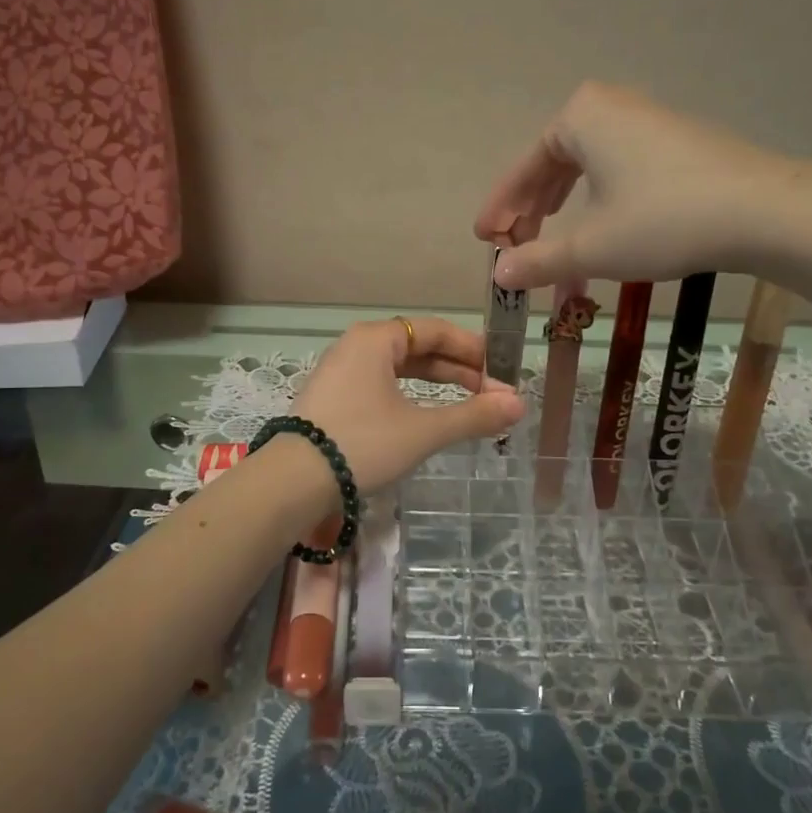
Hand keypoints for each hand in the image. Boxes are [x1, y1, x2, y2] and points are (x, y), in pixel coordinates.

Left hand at [290, 318, 523, 492]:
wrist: (292, 482)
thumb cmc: (362, 443)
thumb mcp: (423, 430)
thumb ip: (472, 415)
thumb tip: (519, 404)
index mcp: (375, 339)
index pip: (435, 331)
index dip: (473, 349)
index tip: (502, 371)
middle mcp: (356, 347)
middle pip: (418, 348)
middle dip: (458, 371)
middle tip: (492, 394)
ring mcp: (340, 373)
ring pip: (399, 370)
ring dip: (436, 386)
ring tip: (468, 405)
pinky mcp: (333, 400)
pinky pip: (381, 387)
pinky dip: (411, 398)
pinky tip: (427, 416)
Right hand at [473, 81, 795, 290]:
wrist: (763, 211)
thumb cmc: (662, 220)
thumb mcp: (591, 247)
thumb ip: (539, 260)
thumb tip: (500, 276)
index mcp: (580, 116)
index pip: (524, 168)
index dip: (501, 208)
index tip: (484, 238)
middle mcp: (611, 105)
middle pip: (553, 162)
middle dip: (530, 206)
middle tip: (514, 243)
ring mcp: (648, 119)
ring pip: (586, 163)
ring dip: (561, 201)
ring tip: (548, 233)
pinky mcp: (678, 140)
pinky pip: (617, 164)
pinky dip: (596, 194)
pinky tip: (599, 219)